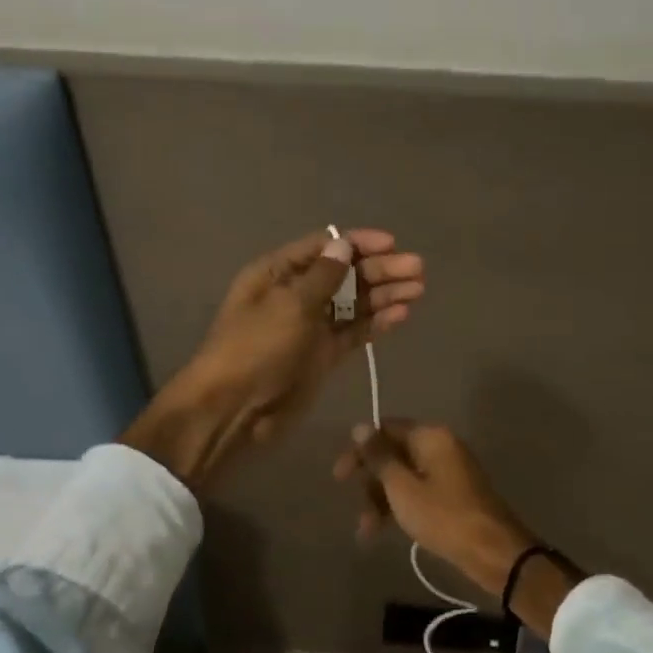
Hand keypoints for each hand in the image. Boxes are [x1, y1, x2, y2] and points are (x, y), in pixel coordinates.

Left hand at [121, 230, 424, 491]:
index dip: (357, 243)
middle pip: (344, 274)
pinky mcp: (323, 355)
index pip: (323, 247)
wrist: (234, 409)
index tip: (392, 244)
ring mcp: (311, 326)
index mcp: (277, 273)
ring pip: (353, 303)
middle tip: (417, 269)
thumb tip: (344, 245)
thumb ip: (322, 276)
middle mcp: (296, 294)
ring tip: (418, 289)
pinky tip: (401, 314)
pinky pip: (353, 331)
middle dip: (379, 269)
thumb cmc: (255, 348)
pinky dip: (376, 323)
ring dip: (384, 294)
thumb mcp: (289, 305)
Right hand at [331, 421, 537, 597]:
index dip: (359, 450)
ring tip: (366, 530)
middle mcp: (440, 448)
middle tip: (356, 508)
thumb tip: (360, 427)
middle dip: (370, 482)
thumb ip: (379, 457)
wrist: (494, 553)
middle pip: (394, 454)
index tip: (340, 476)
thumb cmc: (444, 516)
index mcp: (431, 437)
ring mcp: (448, 473)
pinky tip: (381, 531)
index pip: (386, 430)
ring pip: (403, 478)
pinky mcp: (452, 496)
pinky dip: (399, 508)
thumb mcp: (402, 487)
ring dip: (381, 500)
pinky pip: (417, 493)